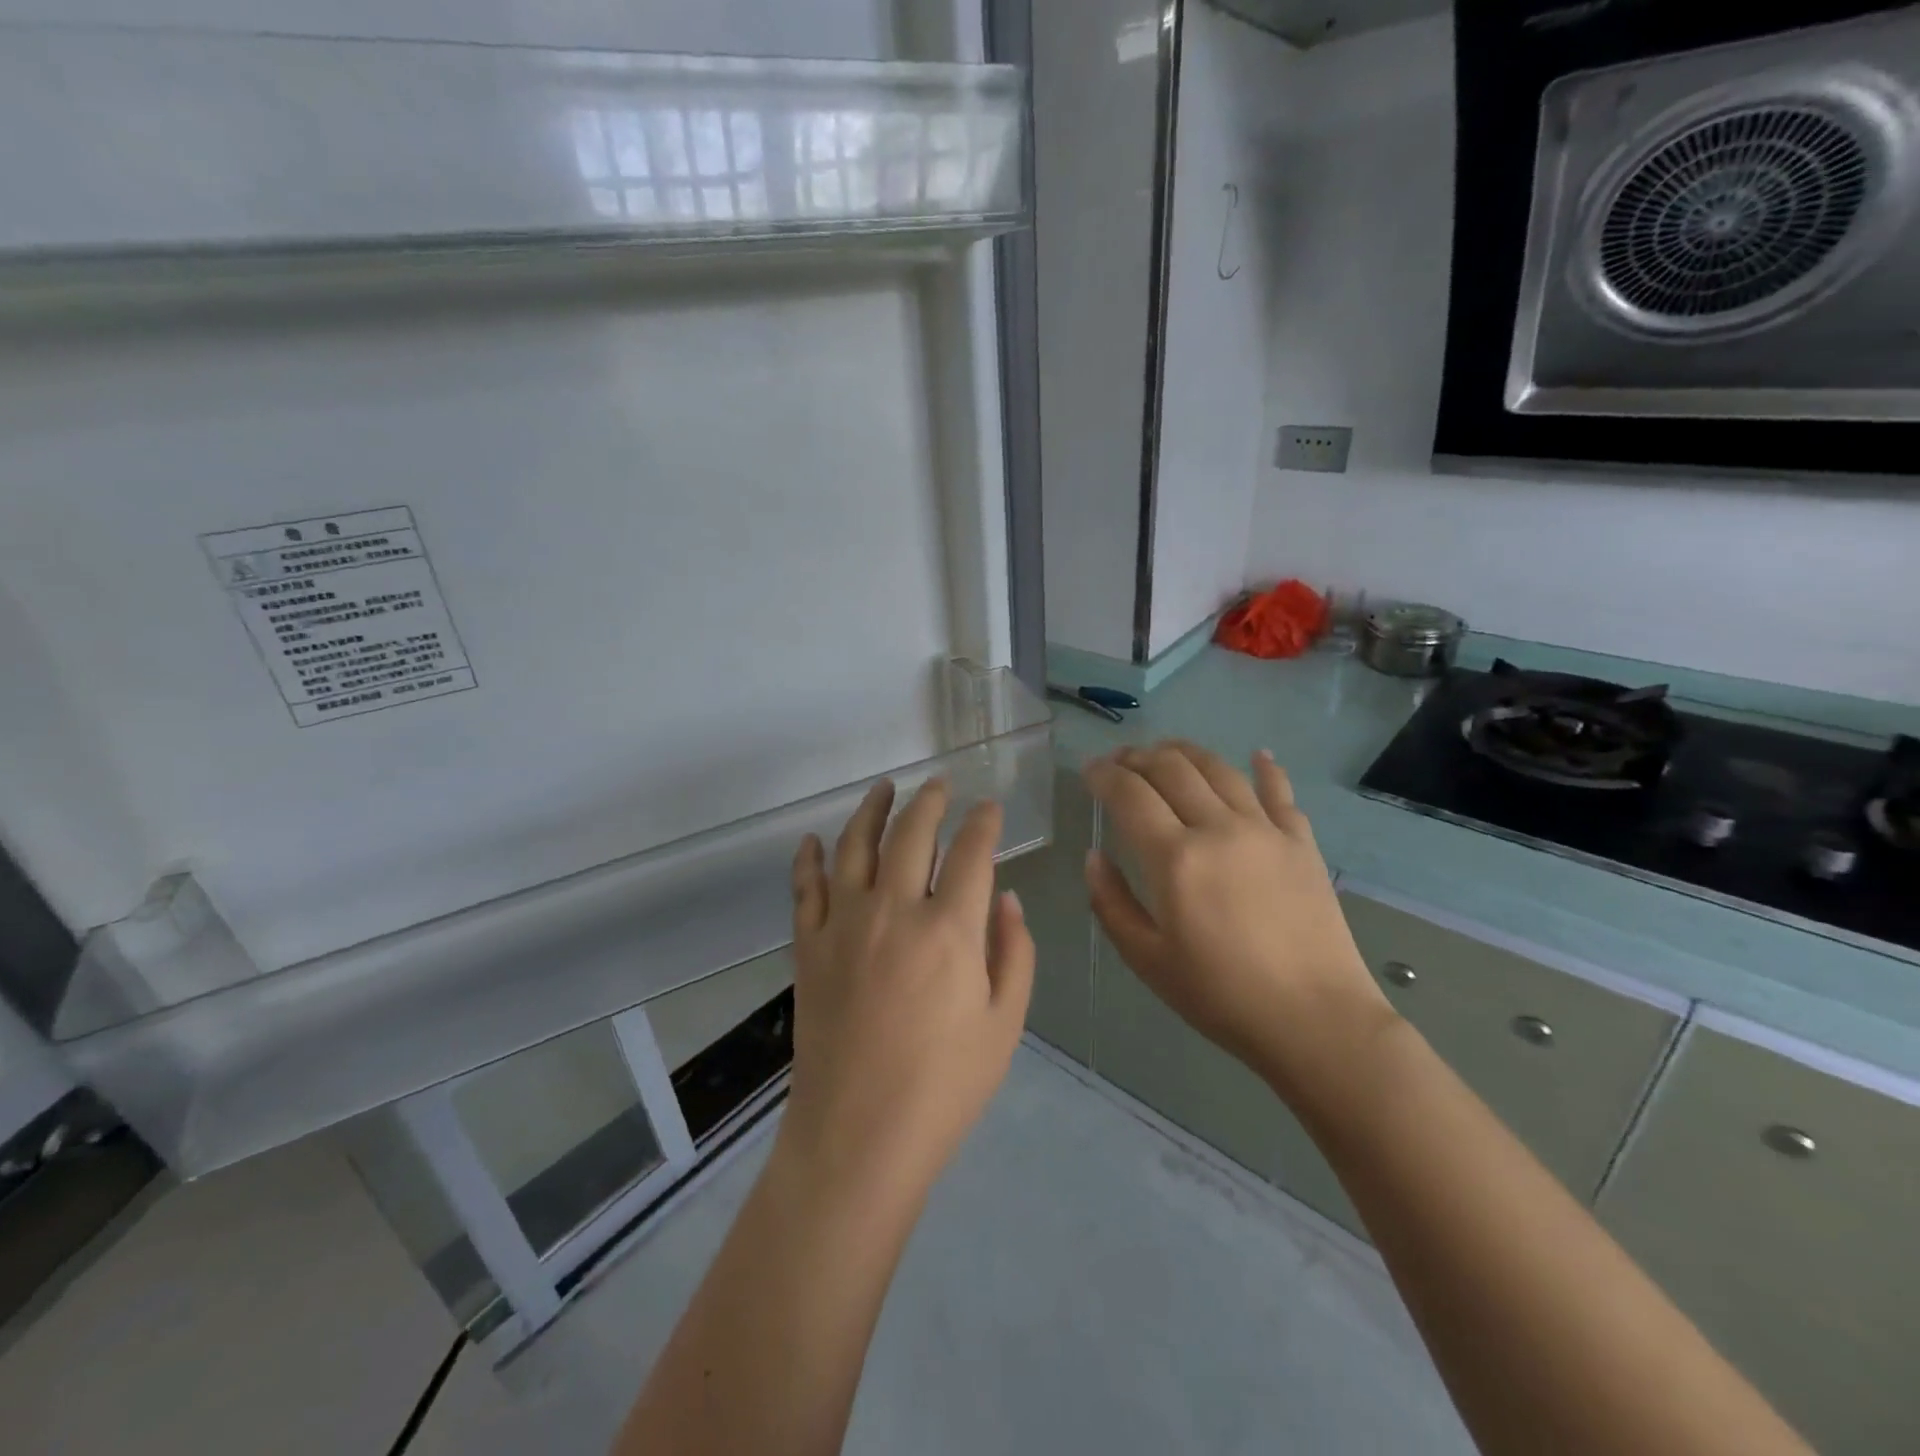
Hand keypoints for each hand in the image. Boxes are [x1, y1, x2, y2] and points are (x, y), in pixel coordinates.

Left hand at [781, 778, 1034, 1202]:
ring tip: (884, 787)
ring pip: (855, 845)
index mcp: (949, 929)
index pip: (971, 852)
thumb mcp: (1003, 1024)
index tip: (990, 807)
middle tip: (939, 783)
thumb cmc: (944, 1087)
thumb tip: (1006, 897)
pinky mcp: (808, 946)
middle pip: (911, 833)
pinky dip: (808, 859)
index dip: (984, 823)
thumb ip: (1012, 951)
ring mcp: (844, 924)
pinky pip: (804, 888)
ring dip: (871, 809)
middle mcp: (894, 910)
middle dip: (930, 800)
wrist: (857, 1137)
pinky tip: (813, 841)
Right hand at [1083, 742, 1397, 1111]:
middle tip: (1120, 761)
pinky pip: (1280, 792)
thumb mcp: (1147, 960)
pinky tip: (1257, 755)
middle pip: (1171, 769)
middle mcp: (1218, 828)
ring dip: (1185, 752)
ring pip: (1219, 769)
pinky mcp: (1301, 842)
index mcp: (1174, 858)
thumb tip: (1094, 857)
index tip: (1089, 771)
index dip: (1103, 775)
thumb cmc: (1221, 996)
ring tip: (1166, 751)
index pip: (1129, 794)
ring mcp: (1265, 830)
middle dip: (1137, 757)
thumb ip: (1111, 903)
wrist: (1315, 1020)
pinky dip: (1265, 768)